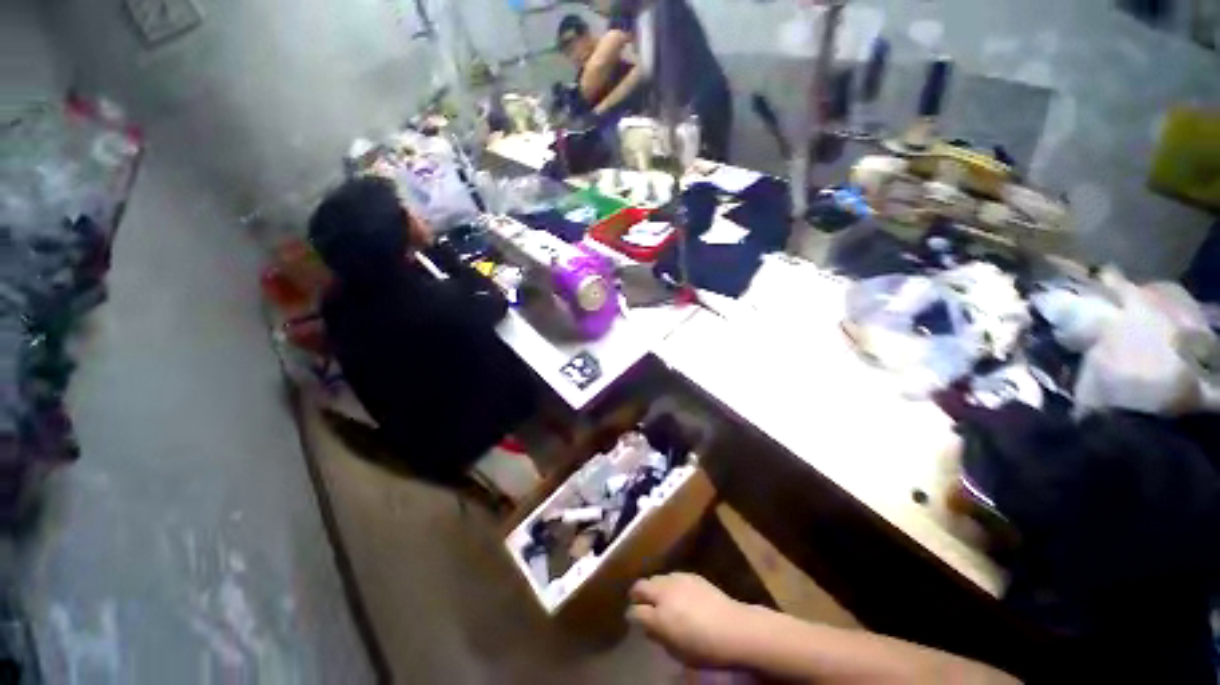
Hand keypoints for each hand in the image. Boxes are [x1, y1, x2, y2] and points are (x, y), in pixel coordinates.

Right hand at [626, 573, 755, 667]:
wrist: (733, 628)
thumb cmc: (705, 648)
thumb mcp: (678, 652)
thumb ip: (659, 637)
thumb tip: (648, 628)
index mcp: (659, 616)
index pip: (635, 611)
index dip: (632, 615)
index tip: (633, 619)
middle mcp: (664, 593)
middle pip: (641, 586)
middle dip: (637, 594)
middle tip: (639, 602)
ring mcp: (677, 580)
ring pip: (656, 577)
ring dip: (654, 587)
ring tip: (659, 597)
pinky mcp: (690, 574)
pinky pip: (672, 575)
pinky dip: (669, 583)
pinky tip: (676, 592)